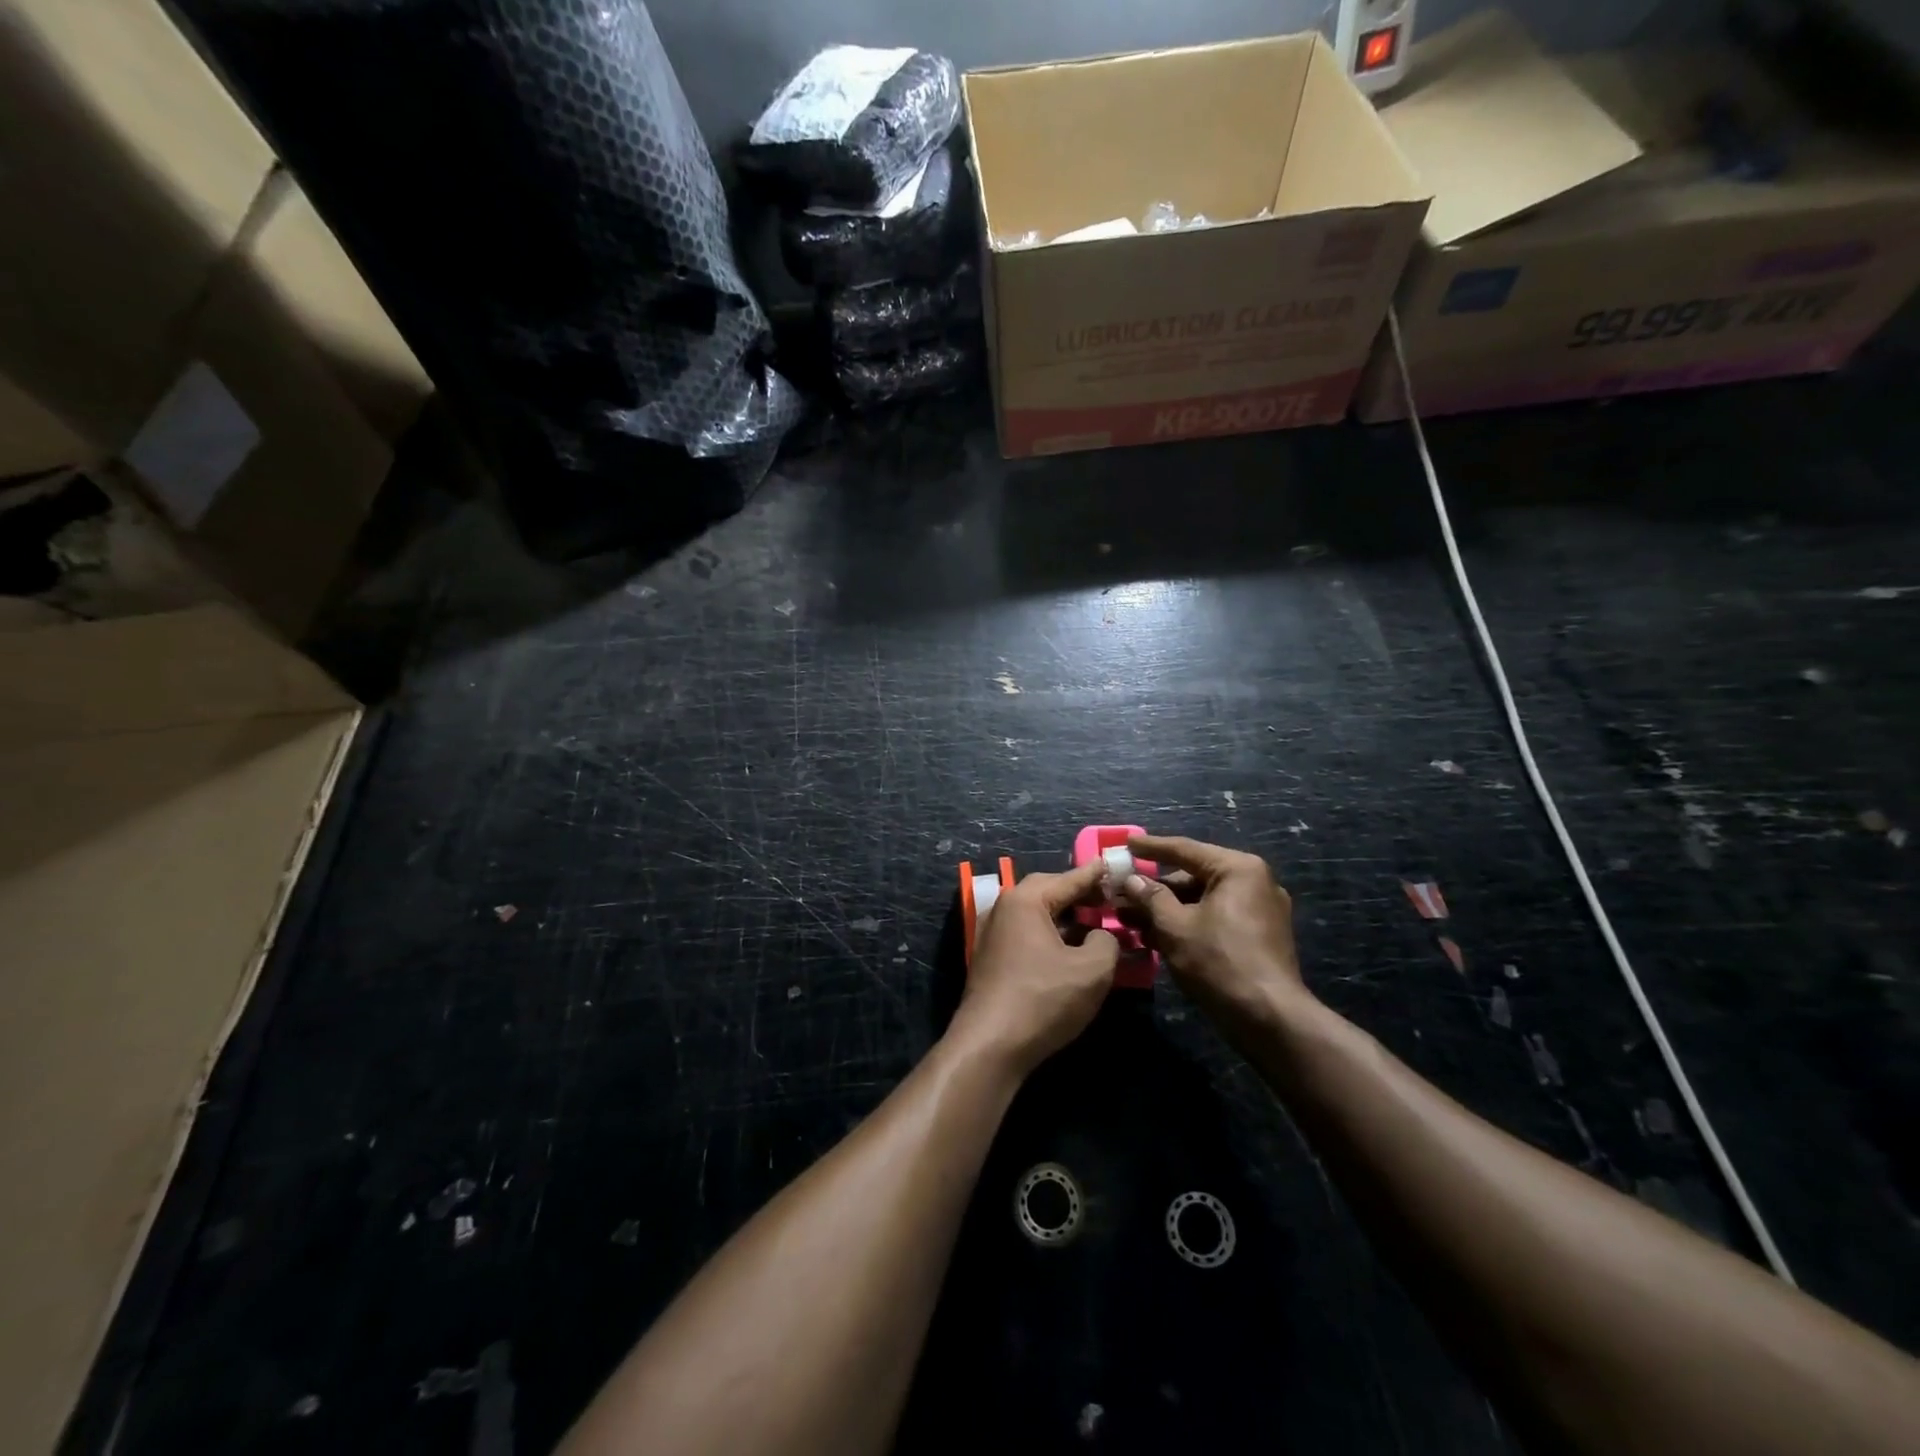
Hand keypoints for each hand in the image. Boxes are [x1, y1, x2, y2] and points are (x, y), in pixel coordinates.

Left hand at [951, 860, 1118, 1076]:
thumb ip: (1106, 941)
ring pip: (1034, 913)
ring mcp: (991, 934)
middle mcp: (1003, 908)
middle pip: (1046, 891)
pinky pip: (1025, 933)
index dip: (1095, 875)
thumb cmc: (1043, 1000)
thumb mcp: (1092, 970)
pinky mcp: (989, 958)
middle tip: (1106, 899)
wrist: (990, 1045)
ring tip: (1093, 925)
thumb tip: (1101, 935)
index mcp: (1025, 900)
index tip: (1113, 865)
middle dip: (1077, 893)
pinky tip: (1068, 950)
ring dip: (1064, 916)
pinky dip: (1049, 934)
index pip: (1067, 879)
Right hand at [1119, 835, 1310, 1042]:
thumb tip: (1132, 880)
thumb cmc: (1219, 962)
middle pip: (1193, 877)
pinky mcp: (1259, 937)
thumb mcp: (1175, 926)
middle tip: (1122, 895)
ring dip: (1167, 911)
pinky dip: (1188, 924)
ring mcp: (1260, 911)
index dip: (1150, 847)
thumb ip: (1151, 897)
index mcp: (1238, 869)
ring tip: (1131, 922)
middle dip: (1155, 890)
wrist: (1270, 1019)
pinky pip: (1215, 919)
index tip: (1124, 843)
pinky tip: (1156, 939)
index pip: (1185, 849)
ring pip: (1202, 901)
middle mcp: (1254, 882)